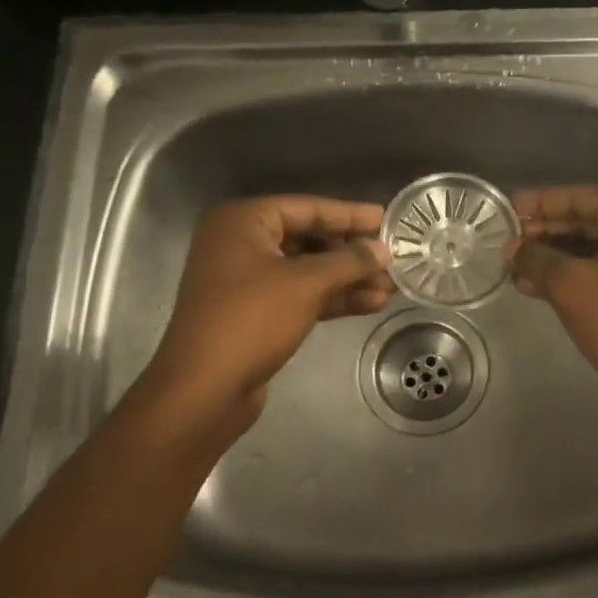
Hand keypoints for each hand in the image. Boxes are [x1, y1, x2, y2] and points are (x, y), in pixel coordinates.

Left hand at [145, 196, 391, 429]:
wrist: (204, 389)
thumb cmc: (251, 320)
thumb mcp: (306, 284)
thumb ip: (349, 261)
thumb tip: (384, 250)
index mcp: (243, 222)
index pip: (308, 208)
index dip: (350, 215)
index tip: (387, 220)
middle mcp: (241, 244)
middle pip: (309, 238)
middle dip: (352, 253)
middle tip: (393, 259)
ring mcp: (246, 280)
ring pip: (308, 270)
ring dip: (348, 279)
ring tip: (391, 287)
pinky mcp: (255, 313)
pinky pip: (300, 295)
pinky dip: (332, 298)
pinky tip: (370, 304)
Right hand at [508, 186, 597, 417]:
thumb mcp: (570, 285)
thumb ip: (537, 258)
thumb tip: (514, 249)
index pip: (581, 196)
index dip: (540, 202)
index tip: (507, 210)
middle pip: (590, 220)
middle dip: (546, 233)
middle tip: (507, 244)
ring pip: (596, 248)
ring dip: (556, 257)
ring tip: (515, 269)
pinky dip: (576, 275)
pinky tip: (539, 288)